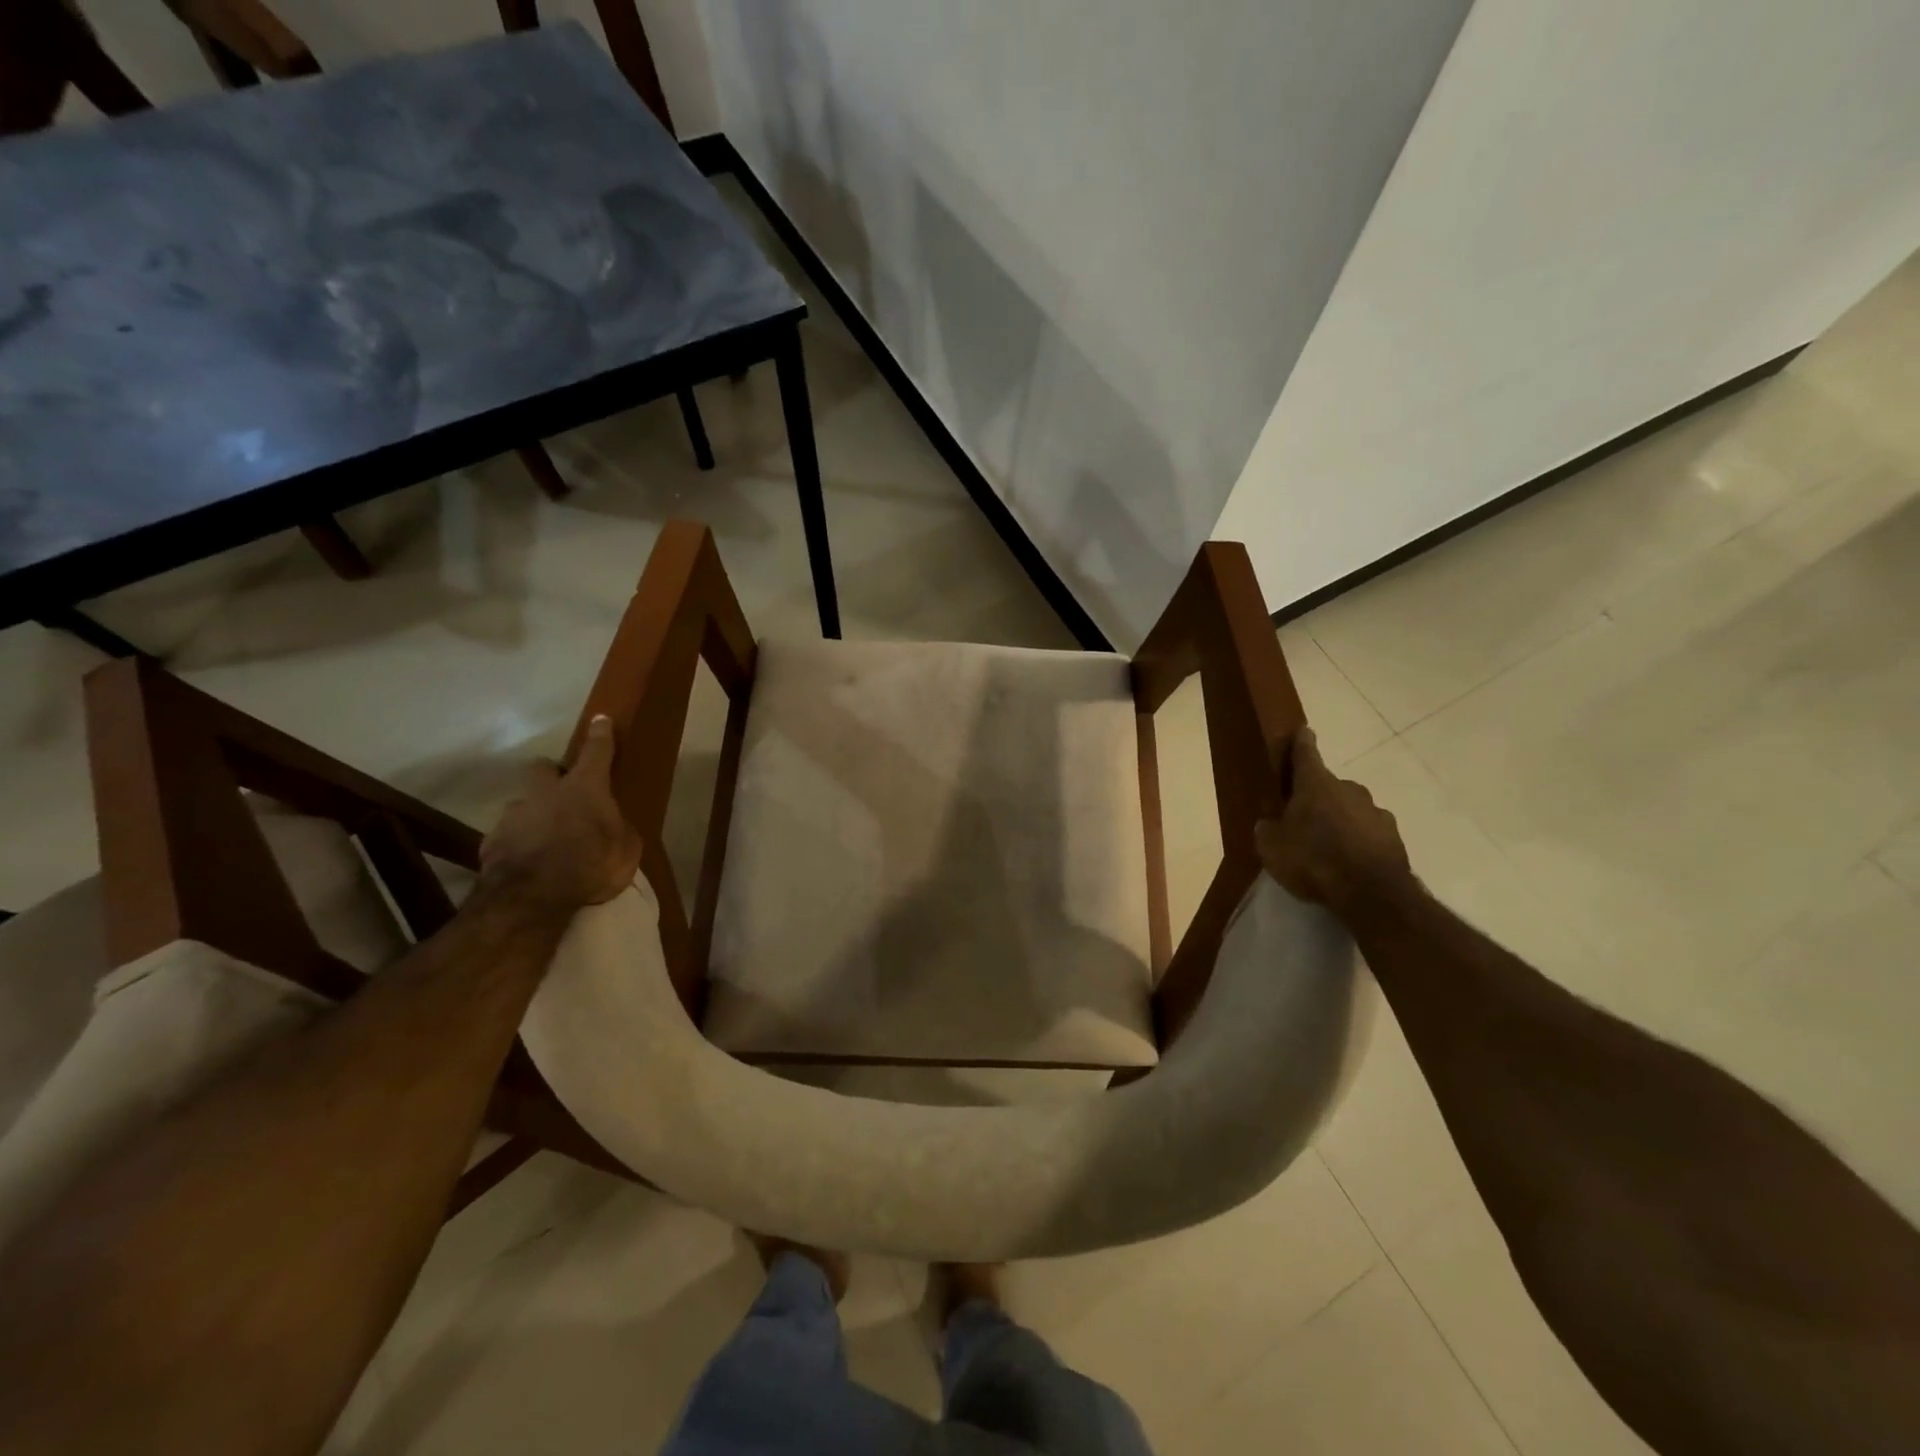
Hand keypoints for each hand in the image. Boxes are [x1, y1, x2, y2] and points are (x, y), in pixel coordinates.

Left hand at [480, 715, 643, 913]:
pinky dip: (518, 843)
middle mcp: (546, 792)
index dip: (600, 735)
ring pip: (523, 804)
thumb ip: (619, 830)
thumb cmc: (591, 864)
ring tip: (544, 839)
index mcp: (585, 787)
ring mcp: (514, 815)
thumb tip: (613, 825)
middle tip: (561, 791)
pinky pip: (508, 836)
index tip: (600, 719)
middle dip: (550, 774)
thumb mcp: (626, 849)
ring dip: (533, 815)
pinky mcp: (491, 841)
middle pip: (542, 767)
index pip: (596, 752)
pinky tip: (527, 862)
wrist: (533, 896)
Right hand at [1255, 727, 1412, 914]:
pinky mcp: (1394, 837)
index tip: (1303, 730)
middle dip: (1317, 797)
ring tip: (1327, 847)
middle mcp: (1349, 789)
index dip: (1301, 743)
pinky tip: (1349, 863)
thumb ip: (1268, 830)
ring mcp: (1376, 812)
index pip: (1306, 754)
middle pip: (1329, 786)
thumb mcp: (1272, 848)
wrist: (1371, 894)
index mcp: (1315, 784)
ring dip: (1339, 821)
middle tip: (1303, 819)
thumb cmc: (1313, 860)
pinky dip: (1358, 841)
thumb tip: (1270, 823)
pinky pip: (1368, 833)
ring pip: (1351, 810)